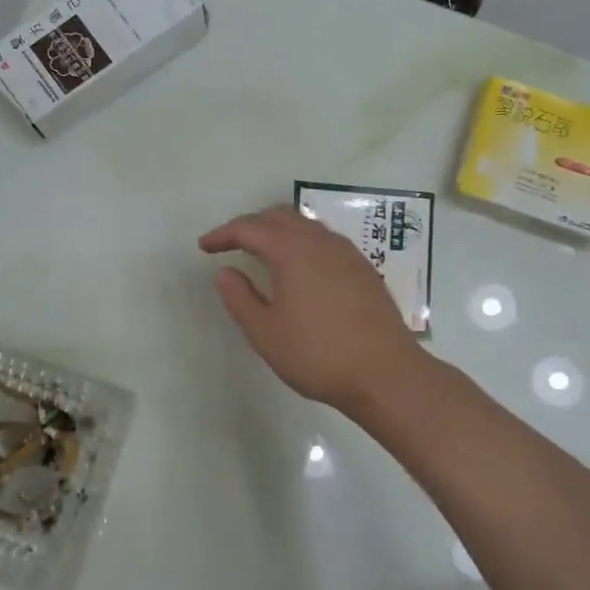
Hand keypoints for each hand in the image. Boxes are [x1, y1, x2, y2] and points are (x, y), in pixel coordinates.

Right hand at [199, 206, 423, 412]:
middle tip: (231, 245)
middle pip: (279, 216)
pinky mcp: (364, 268)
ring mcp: (347, 253)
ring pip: (306, 225)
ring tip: (263, 253)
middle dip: (251, 225)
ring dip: (279, 231)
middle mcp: (320, 241)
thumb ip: (240, 298)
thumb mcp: (265, 333)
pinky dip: (302, 243)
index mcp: (291, 251)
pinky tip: (300, 269)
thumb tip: (226, 272)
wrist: (385, 372)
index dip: (223, 234)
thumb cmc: (317, 354)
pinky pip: (325, 241)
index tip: (204, 247)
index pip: (249, 228)